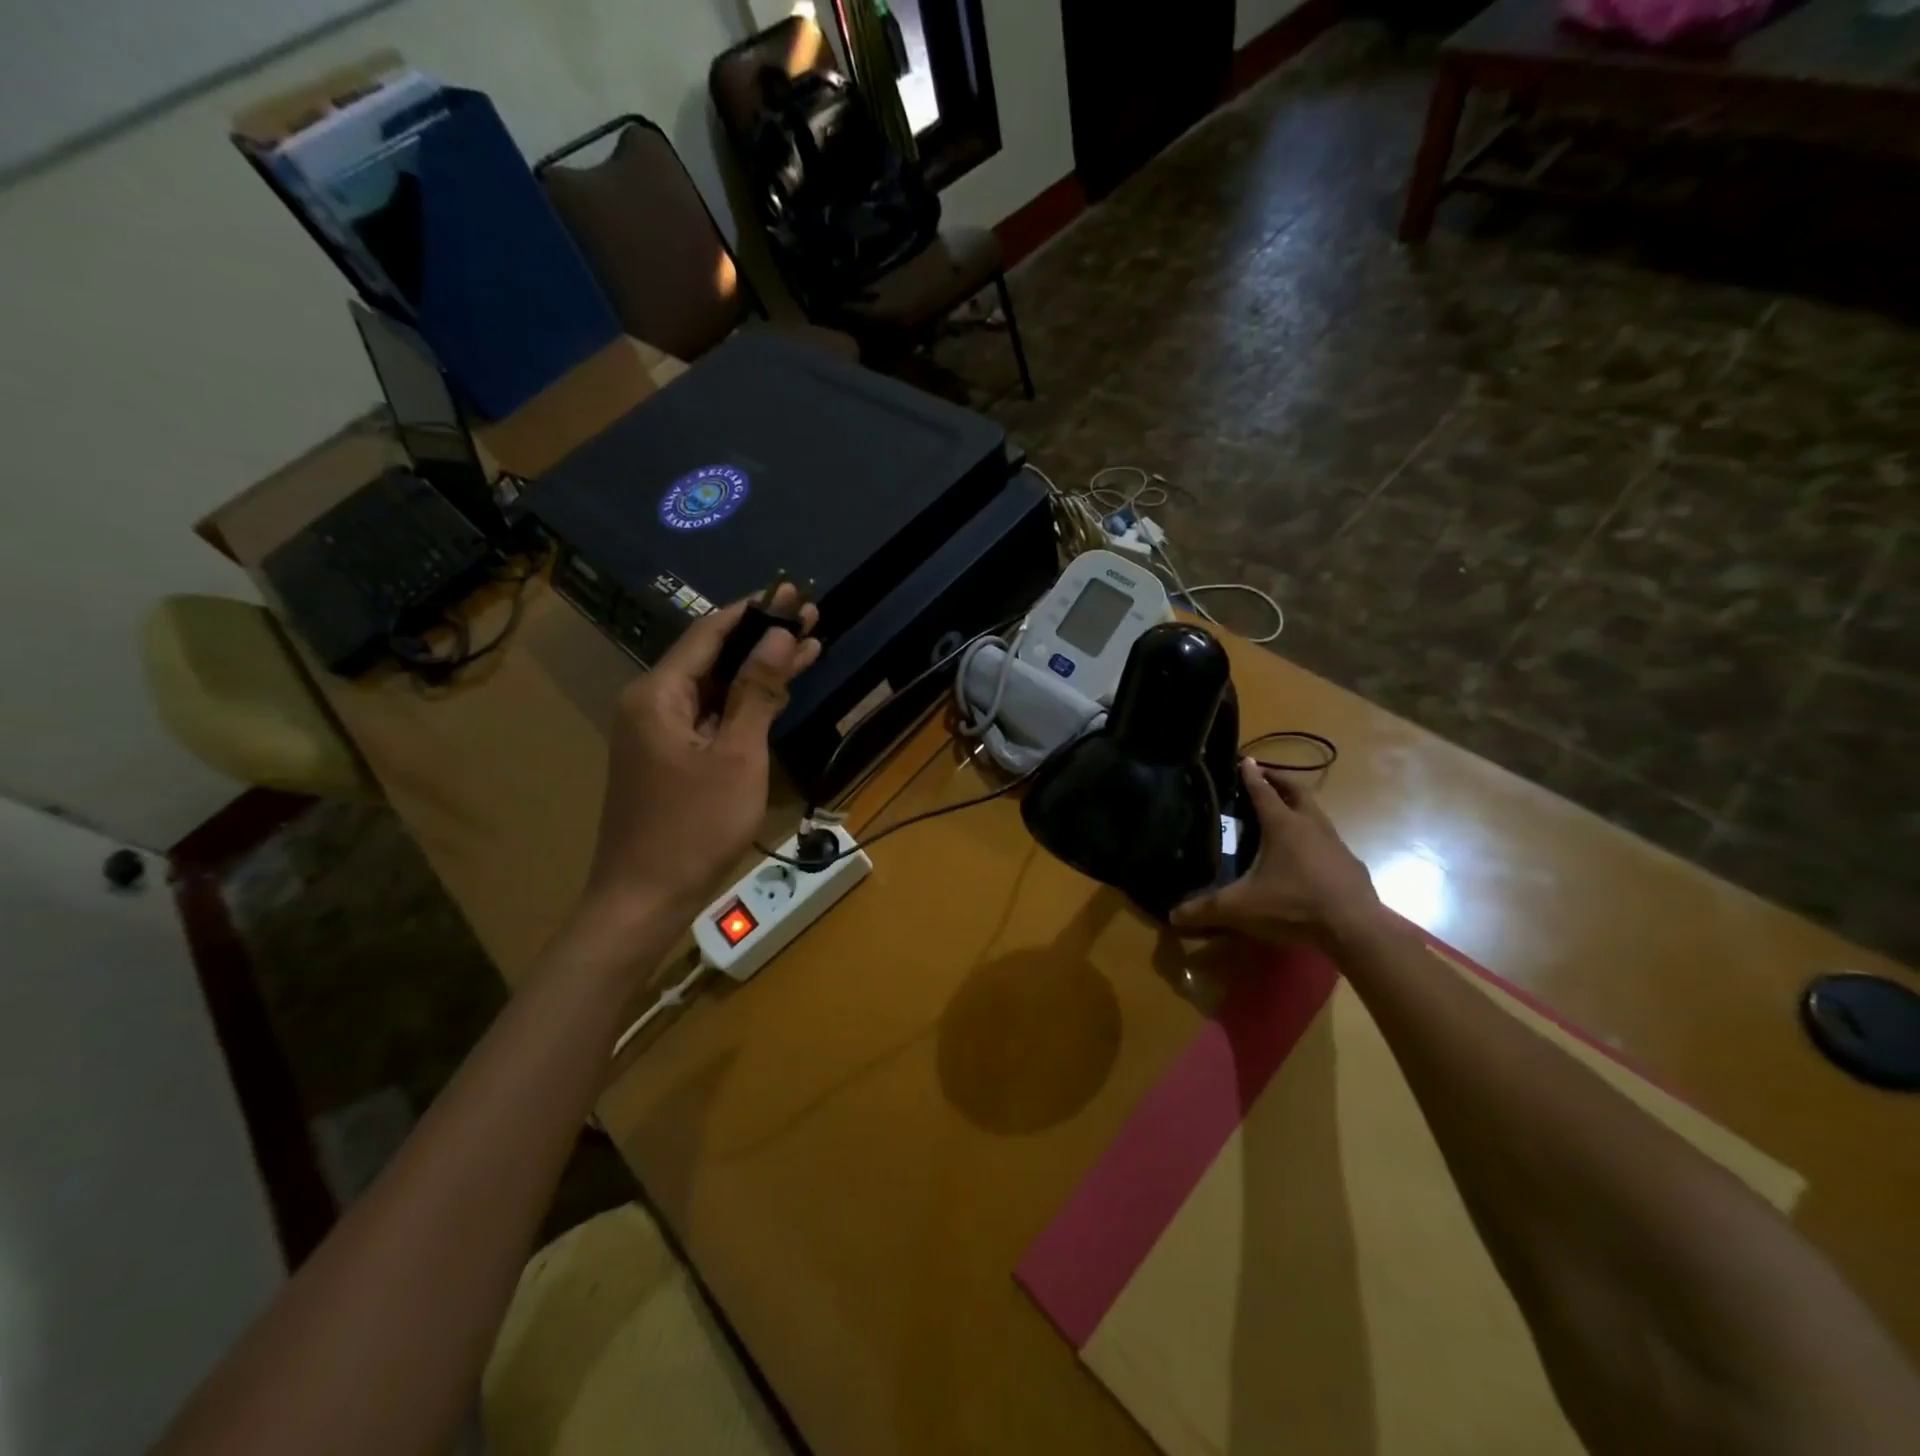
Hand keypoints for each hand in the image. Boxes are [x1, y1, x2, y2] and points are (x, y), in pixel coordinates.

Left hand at [583, 586, 820, 925]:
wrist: (643, 898)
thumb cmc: (694, 826)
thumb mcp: (736, 755)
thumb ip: (756, 692)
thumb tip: (780, 637)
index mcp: (658, 693)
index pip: (710, 633)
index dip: (754, 611)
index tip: (792, 593)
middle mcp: (651, 703)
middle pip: (713, 657)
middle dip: (763, 638)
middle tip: (811, 616)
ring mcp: (658, 732)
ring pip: (714, 688)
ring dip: (759, 671)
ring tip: (809, 647)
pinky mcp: (668, 757)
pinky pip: (709, 716)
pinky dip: (743, 704)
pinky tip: (778, 693)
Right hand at [1171, 759, 1379, 943]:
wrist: (1355, 928)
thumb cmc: (1293, 905)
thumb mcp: (1241, 908)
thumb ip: (1205, 909)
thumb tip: (1172, 915)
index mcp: (1282, 825)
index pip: (1263, 791)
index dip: (1251, 775)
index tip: (1244, 760)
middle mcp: (1310, 826)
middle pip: (1296, 792)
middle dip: (1280, 781)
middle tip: (1265, 777)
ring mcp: (1335, 844)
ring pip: (1316, 814)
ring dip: (1300, 807)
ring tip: (1285, 814)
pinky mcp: (1350, 864)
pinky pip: (1329, 841)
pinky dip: (1315, 837)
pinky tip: (1308, 855)